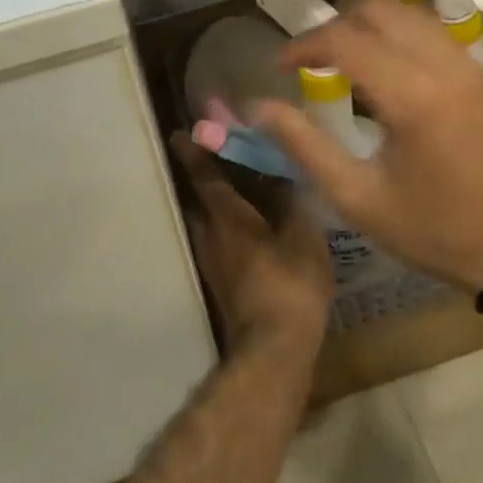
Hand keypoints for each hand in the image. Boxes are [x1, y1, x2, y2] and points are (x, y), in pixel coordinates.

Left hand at [170, 133, 332, 359]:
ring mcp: (213, 262)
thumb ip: (291, 200)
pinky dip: (227, 226)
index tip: (180, 133)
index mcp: (228, 218)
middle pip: (200, 198)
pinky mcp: (222, 282)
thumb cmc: (290, 284)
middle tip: (214, 156)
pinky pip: (219, 241)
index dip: (194, 152)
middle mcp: (211, 235)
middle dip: (203, 176)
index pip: (205, 176)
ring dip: (214, 203)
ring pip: (207, 222)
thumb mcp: (302, 235)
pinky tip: (250, 228)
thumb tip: (283, 170)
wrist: (273, 349)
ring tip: (237, 190)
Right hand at [252, 0, 482, 295]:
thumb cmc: (435, 230)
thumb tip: (258, 108)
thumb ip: (305, 146)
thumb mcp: (358, 198)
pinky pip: (434, 34)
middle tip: (311, 59)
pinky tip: (387, 72)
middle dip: (336, 25)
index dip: (304, 45)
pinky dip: (400, 37)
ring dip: (369, 26)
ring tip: (345, 60)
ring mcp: (472, 66)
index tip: (281, 65)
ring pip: (410, 14)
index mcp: (413, 96)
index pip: (346, 40)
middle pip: (379, 10)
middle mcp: (445, 66)